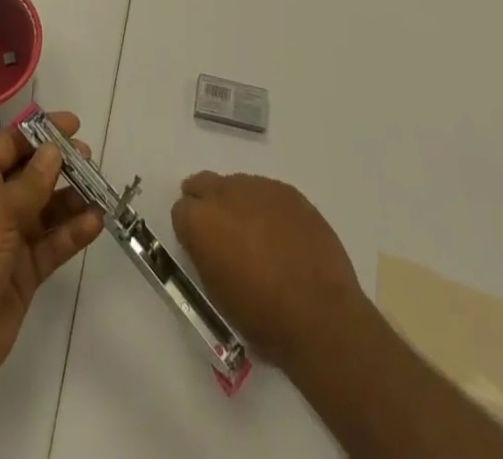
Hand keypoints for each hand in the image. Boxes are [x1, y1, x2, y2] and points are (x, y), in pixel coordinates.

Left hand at [0, 112, 105, 401]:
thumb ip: (31, 181)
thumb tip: (54, 150)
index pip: (10, 143)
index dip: (41, 131)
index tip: (73, 124)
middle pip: (31, 174)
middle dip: (60, 164)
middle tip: (89, 159)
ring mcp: (9, 239)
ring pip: (46, 209)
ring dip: (72, 198)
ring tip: (100, 189)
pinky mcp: (24, 271)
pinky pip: (53, 243)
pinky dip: (73, 232)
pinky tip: (96, 221)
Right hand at [171, 172, 368, 370]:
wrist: (321, 316)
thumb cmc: (263, 317)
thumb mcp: (217, 294)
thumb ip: (205, 255)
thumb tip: (209, 243)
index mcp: (201, 220)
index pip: (181, 210)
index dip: (190, 230)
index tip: (200, 247)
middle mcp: (225, 193)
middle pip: (204, 184)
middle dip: (207, 203)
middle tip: (221, 232)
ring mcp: (260, 187)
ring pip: (237, 186)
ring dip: (239, 205)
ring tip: (257, 237)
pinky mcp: (289, 192)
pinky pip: (268, 193)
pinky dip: (268, 209)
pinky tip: (282, 236)